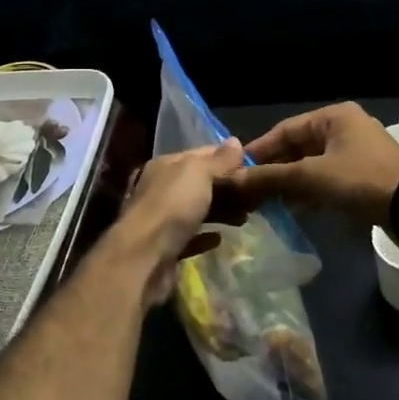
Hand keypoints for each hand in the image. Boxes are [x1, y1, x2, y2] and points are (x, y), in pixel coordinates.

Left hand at [111, 140, 245, 303]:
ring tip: (245, 218)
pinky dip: (205, 236)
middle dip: (226, 188)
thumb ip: (219, 159)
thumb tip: (235, 141)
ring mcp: (160, 218)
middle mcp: (160, 188)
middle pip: (199, 183)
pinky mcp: (164, 247)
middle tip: (255, 197)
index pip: (202, 153)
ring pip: (195, 209)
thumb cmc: (172, 206)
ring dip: (219, 211)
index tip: (254, 167)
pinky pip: (189, 236)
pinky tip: (220, 239)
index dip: (227, 158)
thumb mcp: (198, 173)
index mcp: (165, 165)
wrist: (143, 258)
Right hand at [230, 103, 398, 225]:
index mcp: (333, 117)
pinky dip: (308, 192)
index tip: (236, 170)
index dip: (259, 150)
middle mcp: (344, 129)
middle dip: (274, 170)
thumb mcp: (311, 176)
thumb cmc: (361, 180)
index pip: (285, 129)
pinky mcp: (362, 177)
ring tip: (263, 204)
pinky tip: (291, 210)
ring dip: (289, 184)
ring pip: (311, 166)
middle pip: (298, 147)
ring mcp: (355, 154)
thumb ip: (271, 177)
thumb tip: (232, 180)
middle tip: (247, 191)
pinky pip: (326, 180)